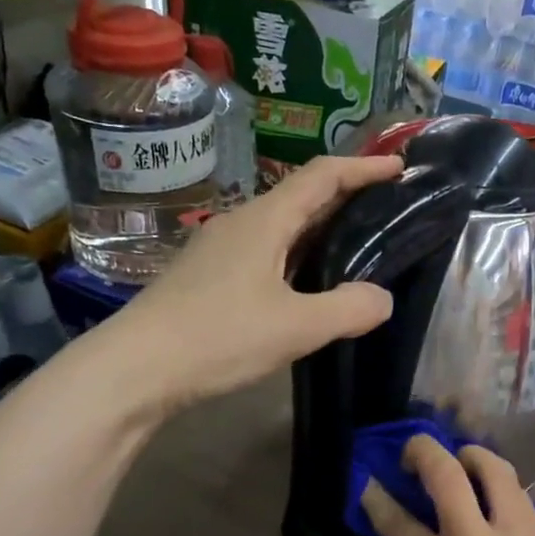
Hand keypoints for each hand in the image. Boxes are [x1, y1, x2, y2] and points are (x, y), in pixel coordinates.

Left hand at [108, 153, 404, 413]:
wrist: (136, 368)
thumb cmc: (218, 337)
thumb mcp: (296, 327)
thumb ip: (348, 309)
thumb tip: (382, 298)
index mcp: (264, 221)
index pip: (322, 177)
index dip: (363, 167)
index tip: (398, 167)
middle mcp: (240, 224)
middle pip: (301, 196)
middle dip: (346, 195)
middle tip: (386, 207)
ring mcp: (220, 249)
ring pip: (281, 226)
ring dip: (320, 227)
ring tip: (356, 244)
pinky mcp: (209, 276)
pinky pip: (265, 251)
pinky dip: (297, 254)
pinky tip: (307, 282)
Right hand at [361, 434, 534, 535]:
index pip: (399, 522)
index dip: (377, 498)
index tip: (368, 483)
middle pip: (447, 473)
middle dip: (421, 451)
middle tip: (411, 454)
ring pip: (496, 469)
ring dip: (471, 456)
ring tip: (460, 462)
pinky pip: (520, 497)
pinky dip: (500, 486)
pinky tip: (492, 498)